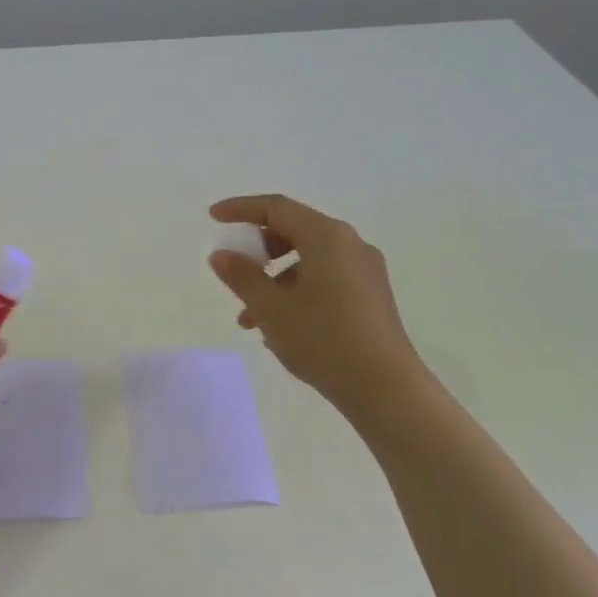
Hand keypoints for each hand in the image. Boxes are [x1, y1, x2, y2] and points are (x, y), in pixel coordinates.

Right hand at [208, 194, 425, 412]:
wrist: (384, 388)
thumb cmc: (322, 339)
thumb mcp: (271, 308)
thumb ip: (242, 276)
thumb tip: (221, 255)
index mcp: (327, 237)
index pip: (277, 208)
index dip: (241, 209)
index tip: (213, 217)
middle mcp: (350, 245)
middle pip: (294, 232)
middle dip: (258, 251)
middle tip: (234, 271)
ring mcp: (364, 272)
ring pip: (308, 261)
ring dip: (273, 280)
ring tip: (249, 319)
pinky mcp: (370, 297)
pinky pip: (324, 280)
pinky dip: (296, 292)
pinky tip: (279, 329)